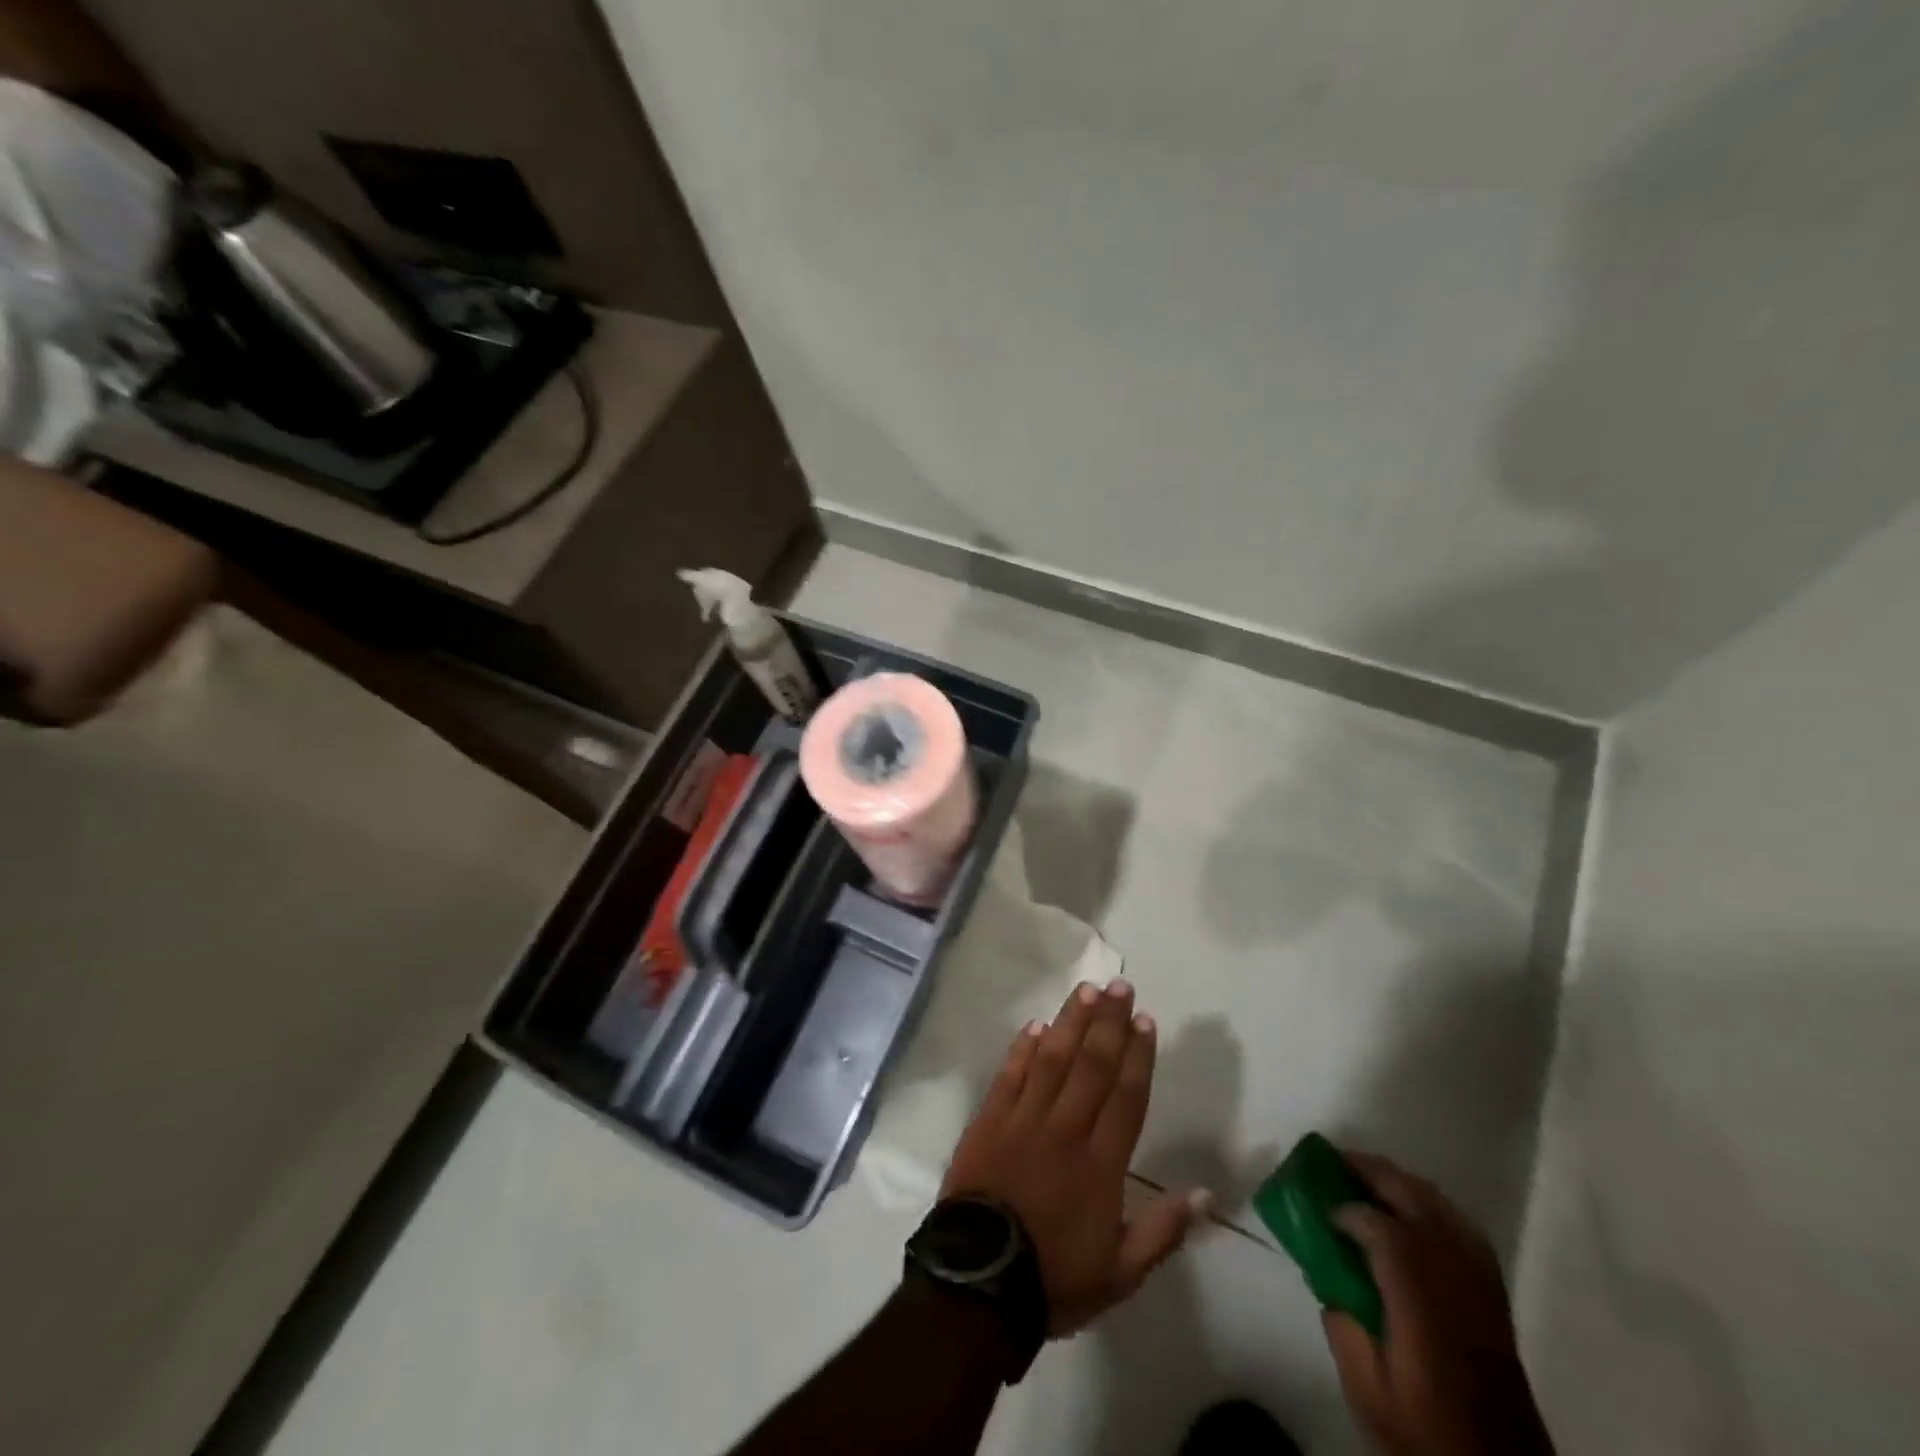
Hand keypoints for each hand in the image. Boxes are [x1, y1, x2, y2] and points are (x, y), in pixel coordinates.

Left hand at [941, 978, 1208, 1334]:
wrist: (978, 1283)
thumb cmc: (1054, 1278)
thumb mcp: (1120, 1273)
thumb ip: (1163, 1230)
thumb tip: (1206, 1193)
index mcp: (1100, 1163)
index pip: (1125, 1096)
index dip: (1137, 1055)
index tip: (1145, 1019)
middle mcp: (1064, 1129)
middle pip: (1091, 1065)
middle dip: (1108, 1022)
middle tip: (1119, 985)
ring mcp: (1022, 1119)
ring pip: (1051, 1059)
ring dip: (1070, 1022)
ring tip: (1086, 990)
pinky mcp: (988, 1119)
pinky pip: (1009, 1074)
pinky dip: (1022, 1048)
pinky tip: (1035, 1024)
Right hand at [1322, 1151, 1554, 1455]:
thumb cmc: (1428, 1435)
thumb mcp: (1369, 1393)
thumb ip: (1342, 1329)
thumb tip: (1329, 1280)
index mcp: (1421, 1304)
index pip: (1384, 1230)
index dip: (1348, 1210)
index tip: (1320, 1209)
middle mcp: (1455, 1281)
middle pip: (1416, 1201)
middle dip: (1372, 1172)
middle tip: (1334, 1162)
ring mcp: (1481, 1284)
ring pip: (1441, 1206)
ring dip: (1401, 1183)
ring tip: (1366, 1177)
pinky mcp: (1494, 1296)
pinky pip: (1461, 1228)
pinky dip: (1430, 1205)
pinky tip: (1410, 1210)